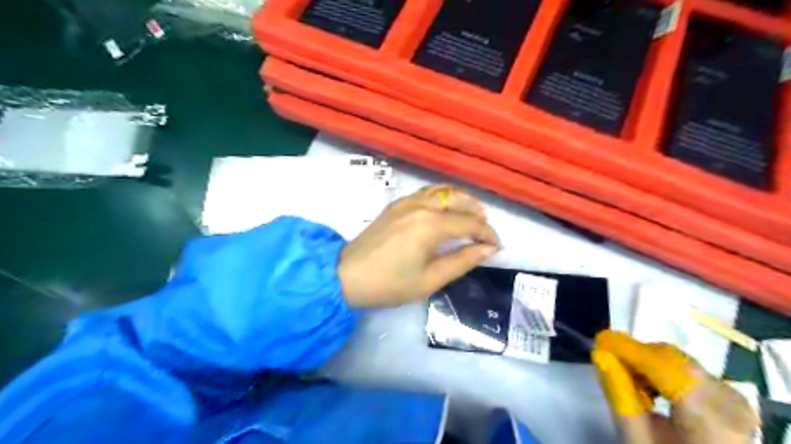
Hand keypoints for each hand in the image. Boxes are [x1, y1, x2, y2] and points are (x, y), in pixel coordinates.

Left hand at [336, 185, 494, 306]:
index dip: (488, 234)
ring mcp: (406, 201)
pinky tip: (445, 210)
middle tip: (485, 231)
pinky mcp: (396, 204)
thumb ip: (462, 261)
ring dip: (461, 201)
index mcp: (431, 225)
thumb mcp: (430, 279)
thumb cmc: (390, 284)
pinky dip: (443, 197)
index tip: (497, 246)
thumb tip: (488, 250)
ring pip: (442, 191)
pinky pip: (426, 193)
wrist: (347, 275)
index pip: (470, 223)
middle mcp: (421, 205)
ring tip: (471, 216)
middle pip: (459, 200)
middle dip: (477, 213)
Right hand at [593, 331, 760, 441]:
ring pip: (683, 362)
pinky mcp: (734, 401)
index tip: (600, 340)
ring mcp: (737, 402)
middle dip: (640, 355)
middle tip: (611, 361)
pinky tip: (655, 390)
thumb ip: (620, 398)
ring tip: (632, 382)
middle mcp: (731, 405)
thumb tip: (601, 354)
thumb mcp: (637, 441)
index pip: (666, 367)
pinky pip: (694, 371)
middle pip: (676, 361)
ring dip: (651, 363)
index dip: (632, 350)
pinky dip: (668, 372)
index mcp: (710, 421)